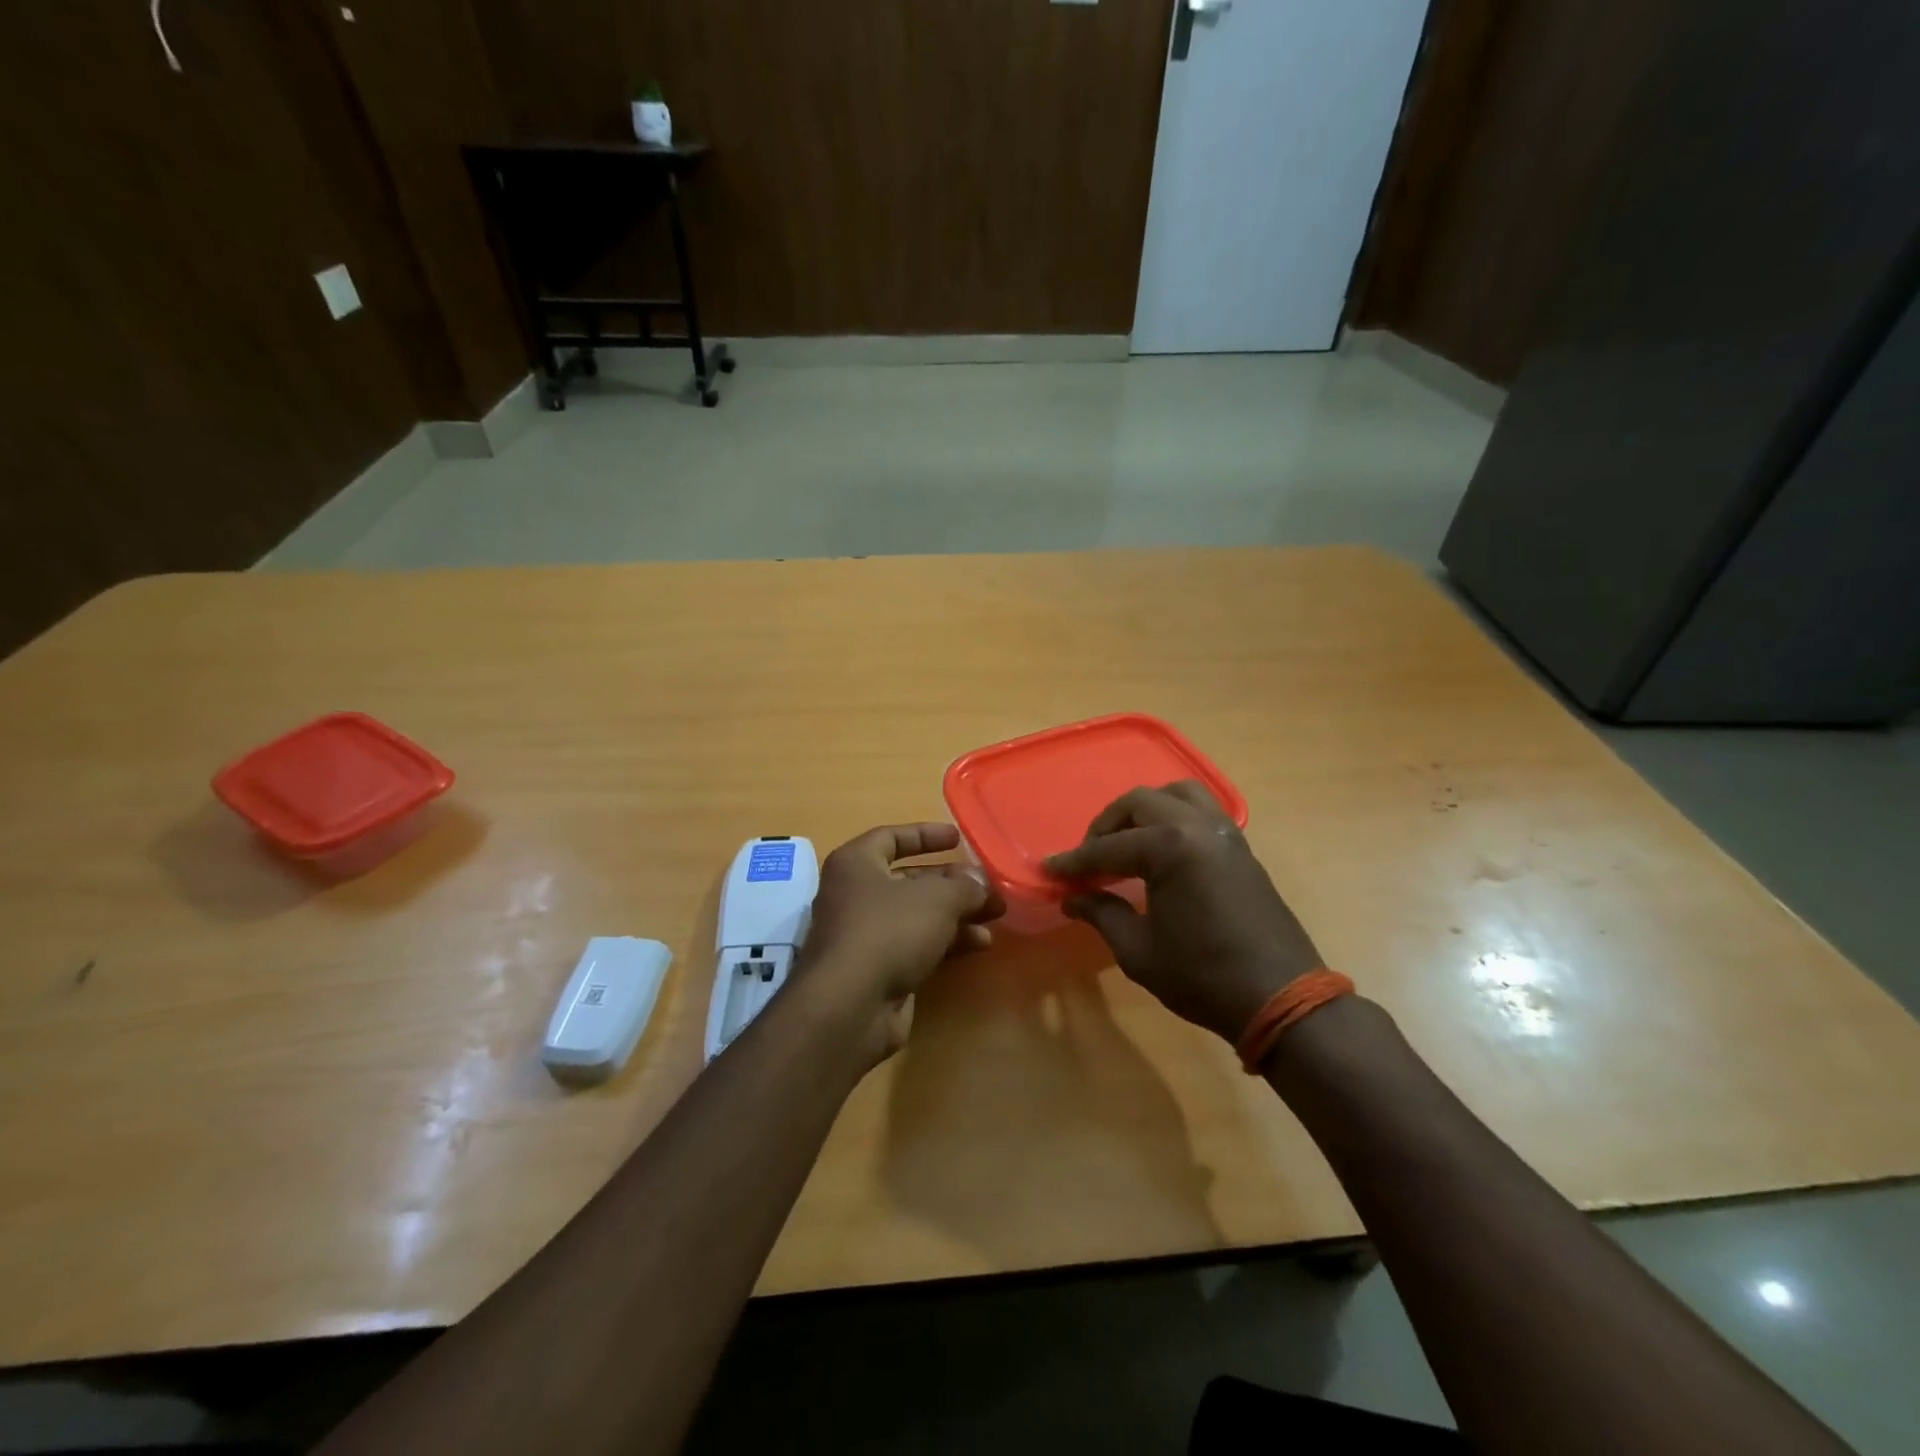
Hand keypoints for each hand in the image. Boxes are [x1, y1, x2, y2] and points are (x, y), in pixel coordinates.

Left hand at [797, 823, 1003, 1062]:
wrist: (850, 1006)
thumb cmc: (888, 930)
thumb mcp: (937, 898)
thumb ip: (965, 886)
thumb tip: (981, 884)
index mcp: (856, 863)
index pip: (891, 837)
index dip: (925, 835)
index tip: (958, 837)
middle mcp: (856, 894)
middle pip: (910, 879)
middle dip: (953, 882)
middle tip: (989, 886)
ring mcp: (866, 935)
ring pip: (918, 915)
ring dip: (957, 914)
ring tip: (996, 916)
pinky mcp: (879, 969)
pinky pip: (918, 945)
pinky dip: (948, 942)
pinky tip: (980, 944)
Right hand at [1043, 783, 1322, 1044]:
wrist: (1281, 997)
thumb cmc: (1203, 977)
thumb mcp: (1139, 951)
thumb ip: (1102, 914)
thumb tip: (1072, 898)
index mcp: (1170, 848)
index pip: (1109, 847)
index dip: (1075, 861)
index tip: (1051, 870)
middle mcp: (1198, 827)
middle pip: (1140, 803)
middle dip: (1107, 825)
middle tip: (1089, 858)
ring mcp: (1225, 833)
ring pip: (1176, 795)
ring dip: (1144, 810)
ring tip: (1127, 842)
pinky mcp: (1241, 847)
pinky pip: (1201, 811)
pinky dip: (1173, 817)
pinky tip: (1162, 851)